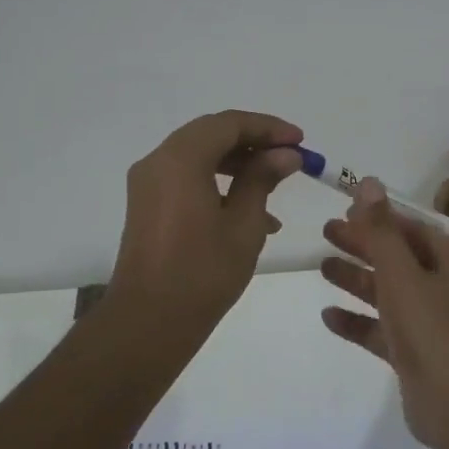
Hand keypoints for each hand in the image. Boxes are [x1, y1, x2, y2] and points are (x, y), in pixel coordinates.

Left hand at [111, 111, 303, 327]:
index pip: (229, 124)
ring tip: (276, 184)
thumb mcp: (244, 225)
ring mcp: (148, 184)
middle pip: (211, 134)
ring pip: (199, 155)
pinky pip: (187, 178)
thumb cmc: (202, 274)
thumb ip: (263, 180)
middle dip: (254, 142)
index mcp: (180, 160)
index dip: (268, 127)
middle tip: (291, 157)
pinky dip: (218, 182)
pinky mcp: (147, 205)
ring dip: (239, 163)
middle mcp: (158, 162)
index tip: (300, 141)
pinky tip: (252, 211)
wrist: (148, 323)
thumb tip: (285, 154)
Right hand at [319, 179, 448, 447]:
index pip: (412, 227)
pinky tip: (328, 315)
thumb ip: (381, 229)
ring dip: (357, 279)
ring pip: (389, 291)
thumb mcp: (402, 273)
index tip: (344, 209)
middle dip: (362, 245)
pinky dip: (359, 320)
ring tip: (321, 266)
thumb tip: (368, 182)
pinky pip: (383, 328)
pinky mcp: (418, 351)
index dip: (378, 217)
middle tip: (325, 232)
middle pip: (398, 256)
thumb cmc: (432, 328)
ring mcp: (433, 319)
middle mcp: (448, 284)